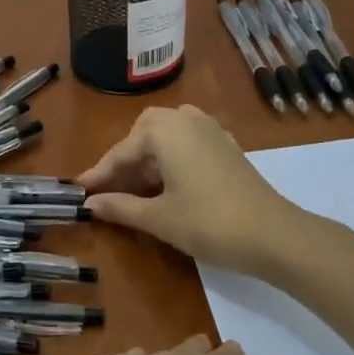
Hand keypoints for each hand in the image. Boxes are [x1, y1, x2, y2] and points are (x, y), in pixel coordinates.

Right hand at [79, 105, 306, 274]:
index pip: (122, 151)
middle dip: (125, 160)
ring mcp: (211, 131)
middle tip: (110, 189)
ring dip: (148, 159)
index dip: (100, 174)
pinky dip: (171, 159)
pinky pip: (188, 144)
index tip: (80, 190)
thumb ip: (120, 207)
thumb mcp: (158, 218)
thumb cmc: (208, 223)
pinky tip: (168, 185)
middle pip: (144, 134)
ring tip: (136, 189)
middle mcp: (187, 120)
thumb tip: (90, 203)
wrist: (273, 234)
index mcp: (165, 130)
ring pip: (167, 136)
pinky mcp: (227, 147)